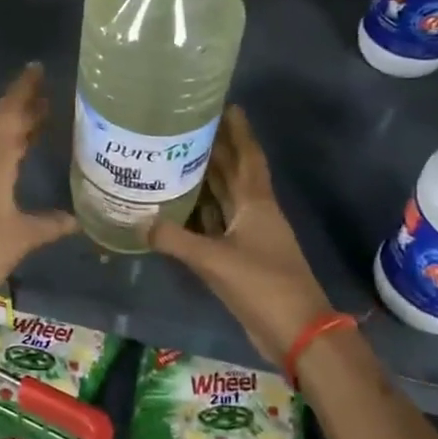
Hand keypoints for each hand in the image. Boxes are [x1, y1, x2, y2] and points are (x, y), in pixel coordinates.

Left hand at [0, 64, 76, 304]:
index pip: (10, 114)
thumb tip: (77, 219)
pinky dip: (6, 151)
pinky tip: (20, 158)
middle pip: (2, 125)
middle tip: (50, 94)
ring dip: (16, 131)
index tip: (37, 68)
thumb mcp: (24, 235)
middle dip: (25, 108)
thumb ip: (52, 223)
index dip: (24, 90)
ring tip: (43, 120)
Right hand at [150, 106, 332, 366]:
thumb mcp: (214, 260)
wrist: (297, 333)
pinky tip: (177, 208)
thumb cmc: (263, 286)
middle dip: (215, 149)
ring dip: (205, 180)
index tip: (226, 106)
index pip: (247, 157)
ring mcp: (249, 237)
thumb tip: (140, 222)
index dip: (239, 132)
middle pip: (233, 173)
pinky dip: (200, 214)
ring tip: (175, 159)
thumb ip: (175, 239)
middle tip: (186, 128)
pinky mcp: (242, 259)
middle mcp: (254, 213)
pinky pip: (216, 225)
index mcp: (256, 204)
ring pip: (224, 199)